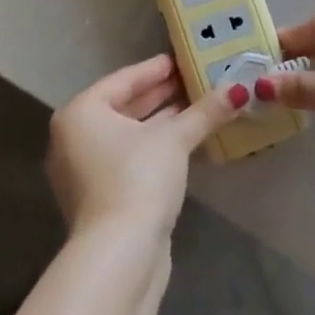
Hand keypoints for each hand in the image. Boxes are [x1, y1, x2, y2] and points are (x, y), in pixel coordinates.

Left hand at [47, 54, 244, 241]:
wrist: (119, 257)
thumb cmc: (137, 179)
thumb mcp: (174, 140)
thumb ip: (204, 112)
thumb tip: (240, 90)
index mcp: (81, 113)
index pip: (124, 80)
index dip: (157, 69)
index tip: (183, 58)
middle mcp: (75, 138)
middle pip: (125, 106)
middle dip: (162, 95)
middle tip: (196, 79)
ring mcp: (85, 171)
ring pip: (129, 135)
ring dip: (162, 122)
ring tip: (198, 106)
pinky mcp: (101, 198)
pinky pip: (130, 158)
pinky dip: (155, 148)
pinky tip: (186, 141)